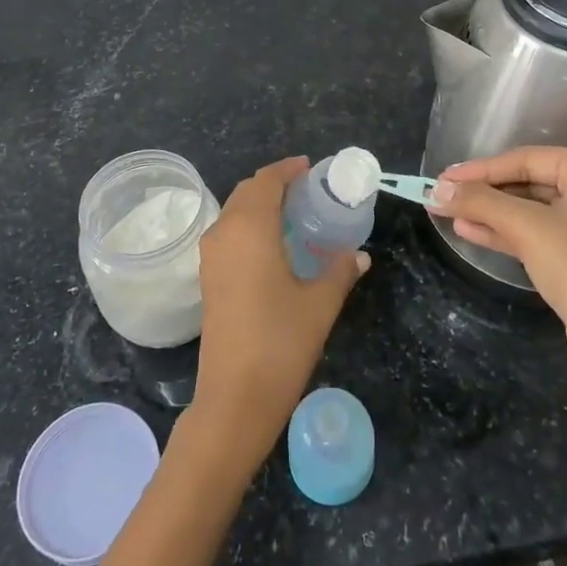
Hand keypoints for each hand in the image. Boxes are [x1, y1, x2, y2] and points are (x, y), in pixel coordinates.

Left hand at [191, 157, 367, 465]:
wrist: (234, 397)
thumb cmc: (280, 342)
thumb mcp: (320, 304)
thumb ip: (340, 271)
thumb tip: (358, 255)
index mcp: (249, 227)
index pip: (266, 181)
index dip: (288, 169)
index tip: (311, 168)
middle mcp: (224, 232)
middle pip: (247, 192)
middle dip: (275, 184)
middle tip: (309, 191)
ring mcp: (210, 256)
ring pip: (235, 212)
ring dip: (261, 205)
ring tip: (296, 215)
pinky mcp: (208, 277)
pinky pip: (229, 233)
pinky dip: (250, 226)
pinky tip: (275, 246)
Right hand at [430, 148, 566, 393]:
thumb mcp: (527, 229)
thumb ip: (480, 203)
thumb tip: (436, 190)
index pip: (528, 159)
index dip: (481, 169)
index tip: (442, 178)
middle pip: (529, 181)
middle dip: (484, 192)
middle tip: (442, 196)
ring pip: (530, 209)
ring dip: (489, 213)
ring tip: (447, 213)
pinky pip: (538, 233)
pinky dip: (505, 232)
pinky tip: (468, 231)